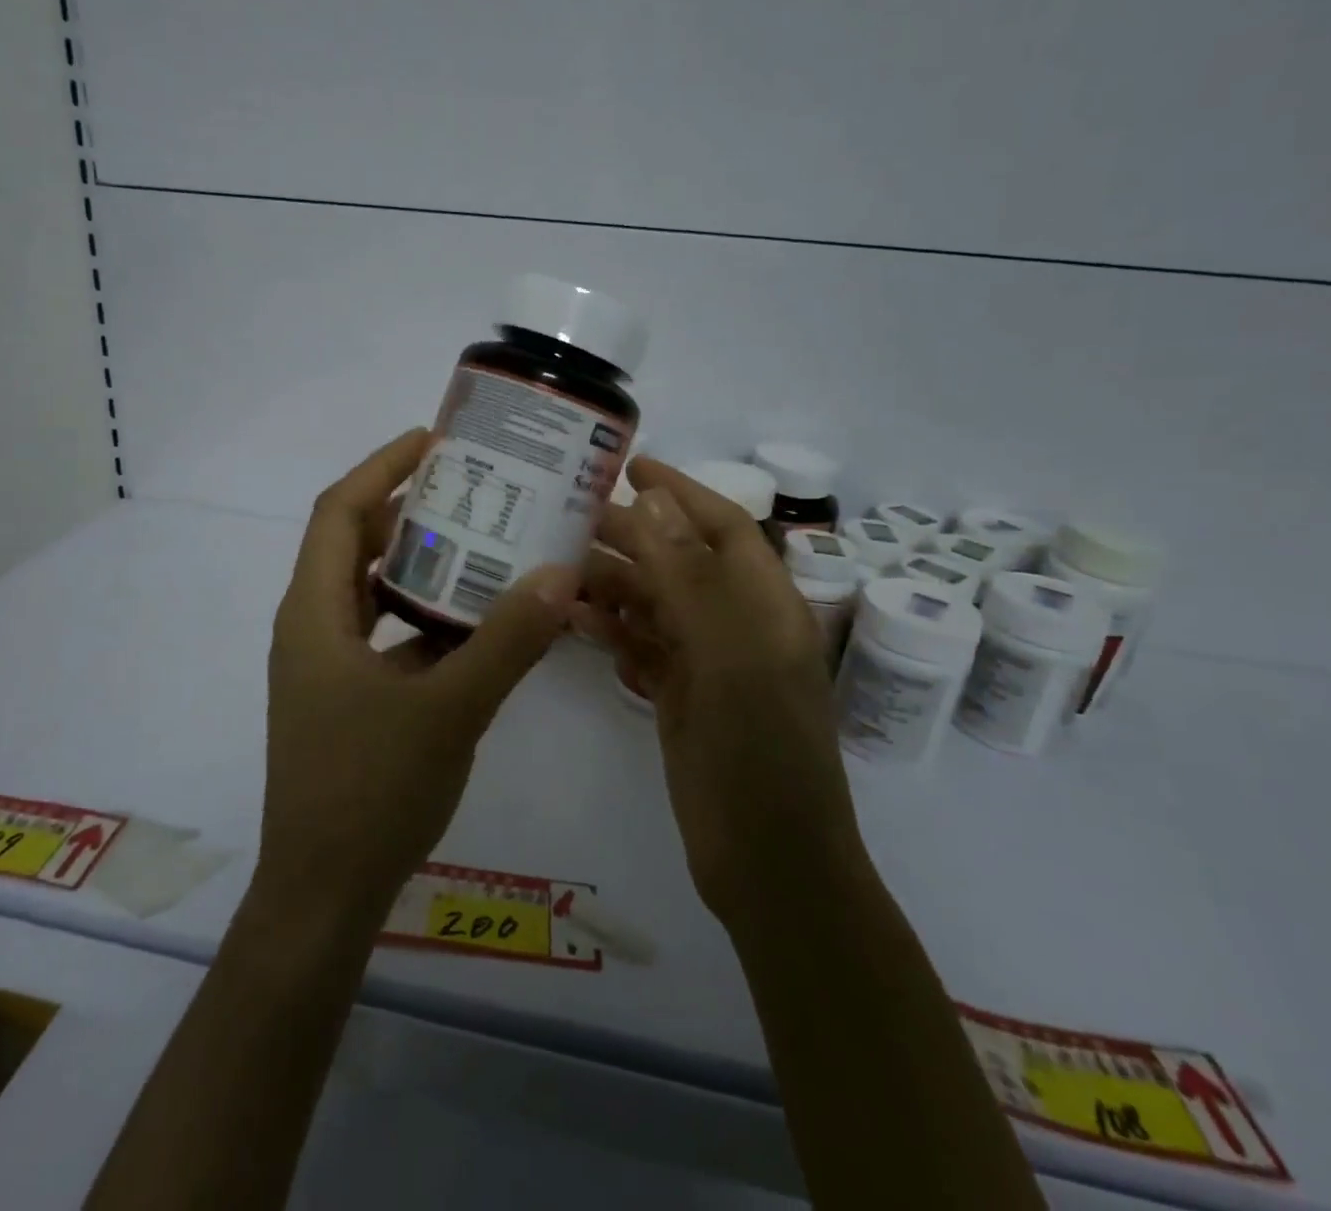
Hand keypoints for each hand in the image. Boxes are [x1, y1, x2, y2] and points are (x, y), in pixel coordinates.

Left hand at [257, 428, 576, 923]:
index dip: (382, 466)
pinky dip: (422, 614)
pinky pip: (384, 633)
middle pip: (353, 543)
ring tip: (480, 540)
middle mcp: (311, 626)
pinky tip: (474, 620)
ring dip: (417, 562)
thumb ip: (506, 641)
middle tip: (471, 486)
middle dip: (406, 507)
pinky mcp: (345, 697)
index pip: (339, 510)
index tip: (433, 440)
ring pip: (370, 590)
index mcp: (314, 613)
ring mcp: (327, 665)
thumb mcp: (449, 710)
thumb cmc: (370, 793)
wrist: (323, 893)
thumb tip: (559, 573)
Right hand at [574, 458, 863, 924]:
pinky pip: (644, 649)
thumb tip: (653, 500)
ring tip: (560, 573)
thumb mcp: (728, 658)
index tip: (631, 465)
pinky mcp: (682, 699)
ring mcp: (710, 665)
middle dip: (632, 538)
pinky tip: (577, 627)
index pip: (723, 527)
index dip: (681, 491)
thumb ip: (689, 578)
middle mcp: (738, 626)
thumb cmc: (759, 754)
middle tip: (569, 520)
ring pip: (656, 606)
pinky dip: (614, 634)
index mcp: (765, 606)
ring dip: (614, 587)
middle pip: (680, 563)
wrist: (769, 866)